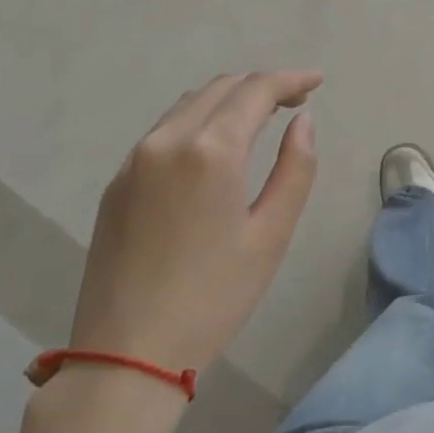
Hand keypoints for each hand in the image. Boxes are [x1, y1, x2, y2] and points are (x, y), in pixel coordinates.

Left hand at [70, 71, 320, 373]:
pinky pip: (164, 131)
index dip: (290, 80)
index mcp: (210, 151)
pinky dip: (199, 121)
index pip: (255, 91)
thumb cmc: (214, 296)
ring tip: (261, 118)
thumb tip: (303, 122)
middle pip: (220, 88)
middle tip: (295, 102)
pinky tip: (215, 147)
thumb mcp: (271, 235)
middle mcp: (167, 141)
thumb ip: (295, 169)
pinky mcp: (117, 183)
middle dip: (261, 86)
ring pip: (189, 105)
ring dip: (229, 100)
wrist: (127, 352)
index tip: (317, 82)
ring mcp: (135, 160)